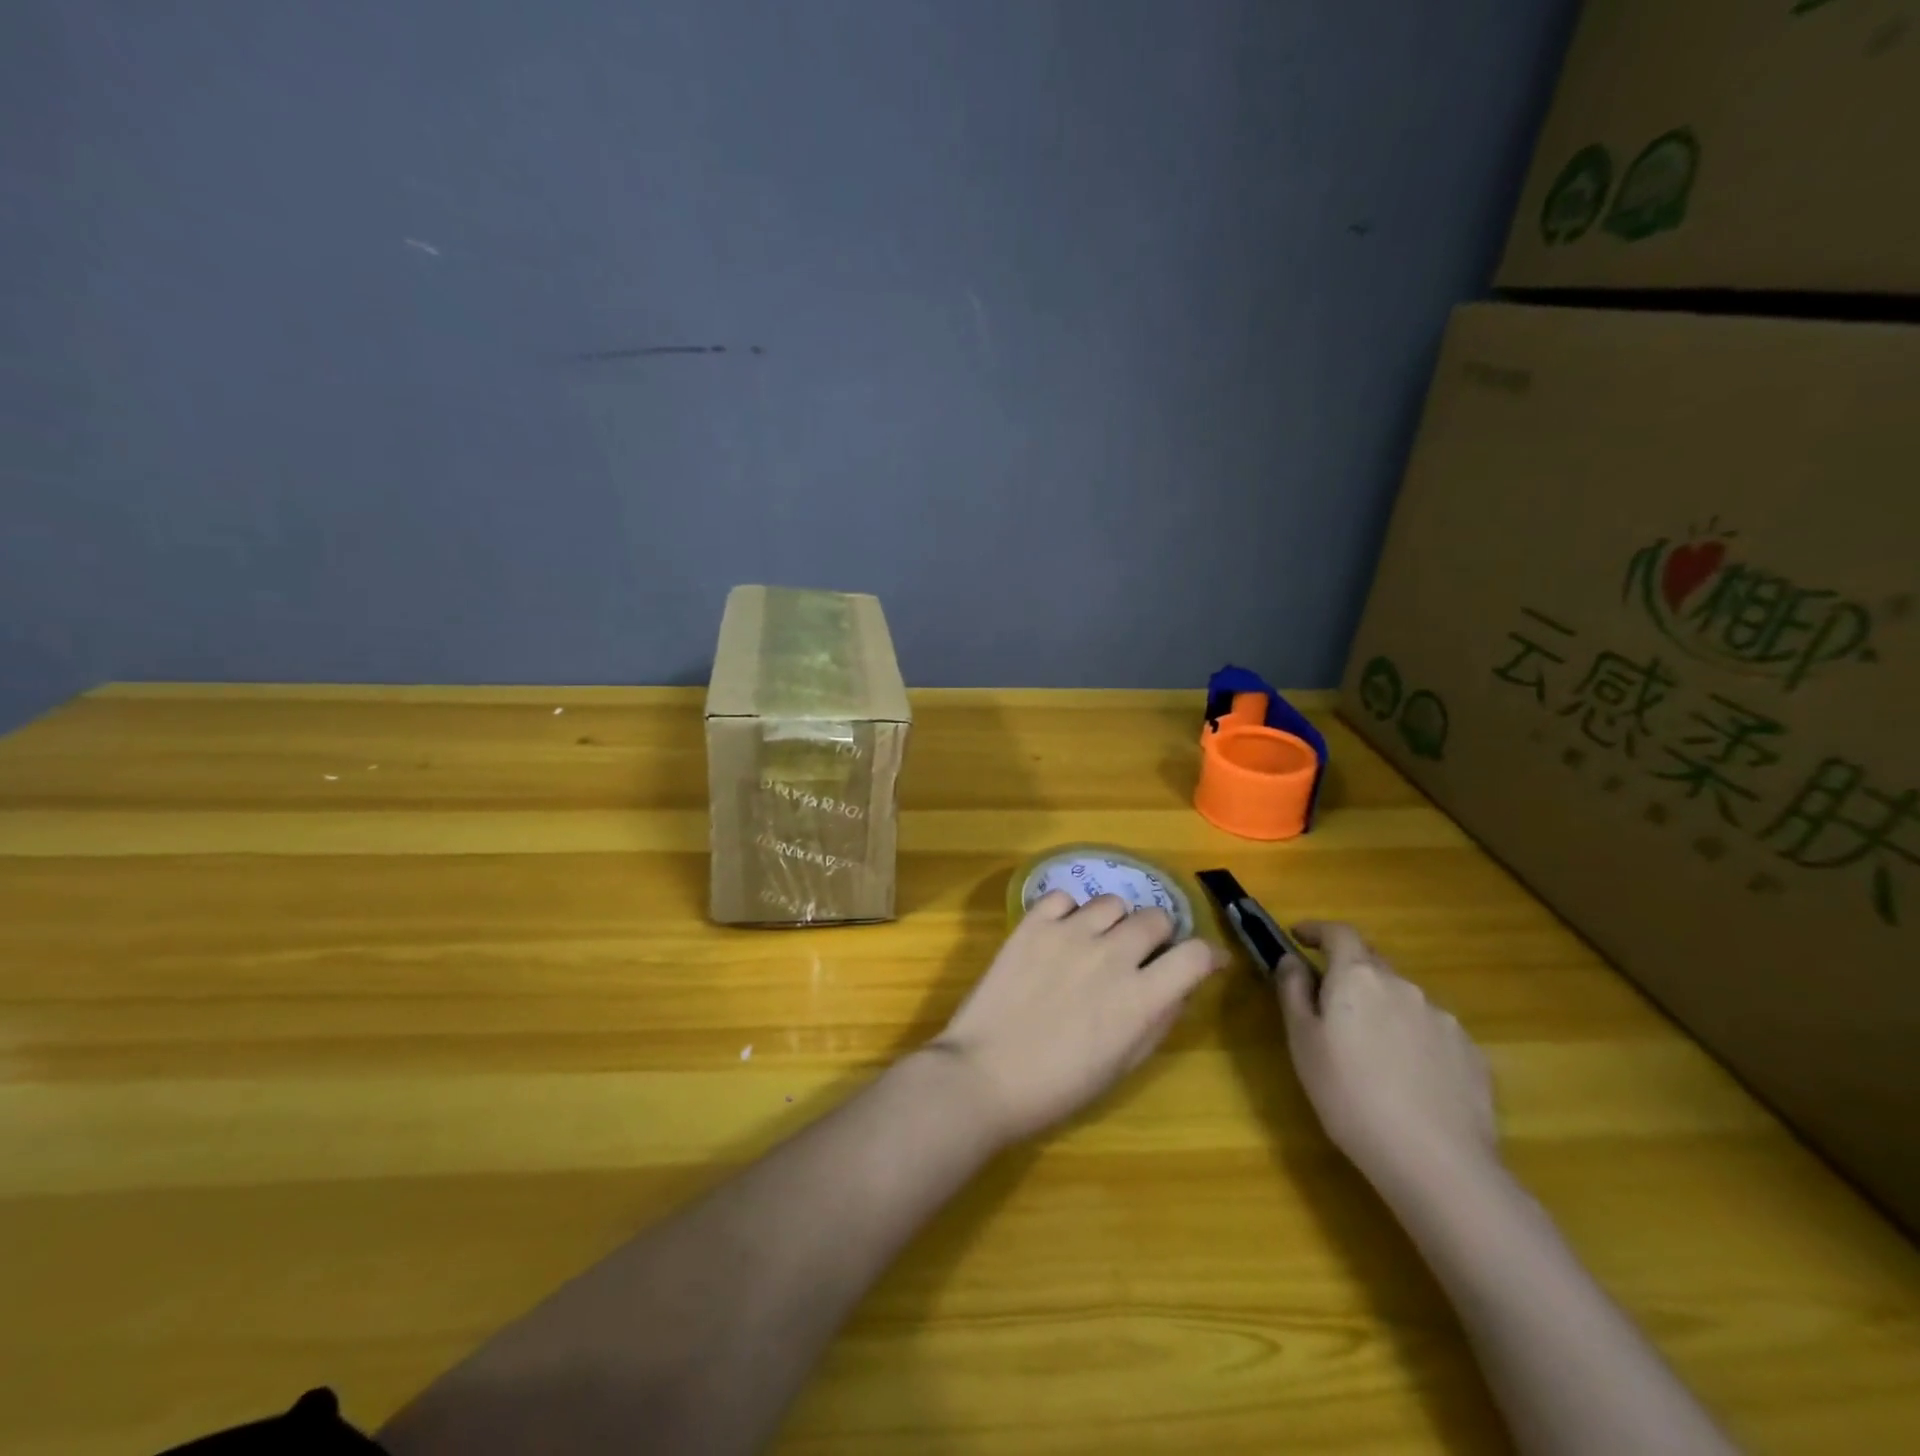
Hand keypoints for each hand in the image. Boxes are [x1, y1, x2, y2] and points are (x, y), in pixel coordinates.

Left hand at [928, 892, 1224, 1146]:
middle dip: (1158, 935)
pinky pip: (1064, 898)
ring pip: (1112, 902)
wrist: (985, 1074)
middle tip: (1140, 955)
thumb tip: (1180, 988)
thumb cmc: (1058, 1086)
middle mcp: (1111, 955)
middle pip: (1156, 917)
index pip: (1195, 955)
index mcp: (1140, 998)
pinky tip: (1060, 934)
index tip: (1203, 961)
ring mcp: (1069, 934)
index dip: (1206, 956)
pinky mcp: (1032, 924)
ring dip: (1114, 922)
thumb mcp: (1122, 1065)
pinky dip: (1069, 912)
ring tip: (1096, 943)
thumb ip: (1157, 1021)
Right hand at [1278, 921, 1498, 1199]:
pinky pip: (1432, 1032)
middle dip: (1349, 974)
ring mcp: (1443, 1019)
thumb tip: (1292, 961)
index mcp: (1358, 978)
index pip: (1339, 933)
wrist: (1438, 1163)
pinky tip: (1409, 1079)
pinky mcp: (1472, 1054)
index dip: (1317, 929)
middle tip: (1330, 1004)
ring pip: (1403, 1000)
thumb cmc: (1349, 1096)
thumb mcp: (1302, 1043)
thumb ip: (1293, 992)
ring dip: (1383, 1010)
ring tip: (1372, 1053)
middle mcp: (1403, 986)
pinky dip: (1413, 1040)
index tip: (1298, 936)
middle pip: (1372, 964)